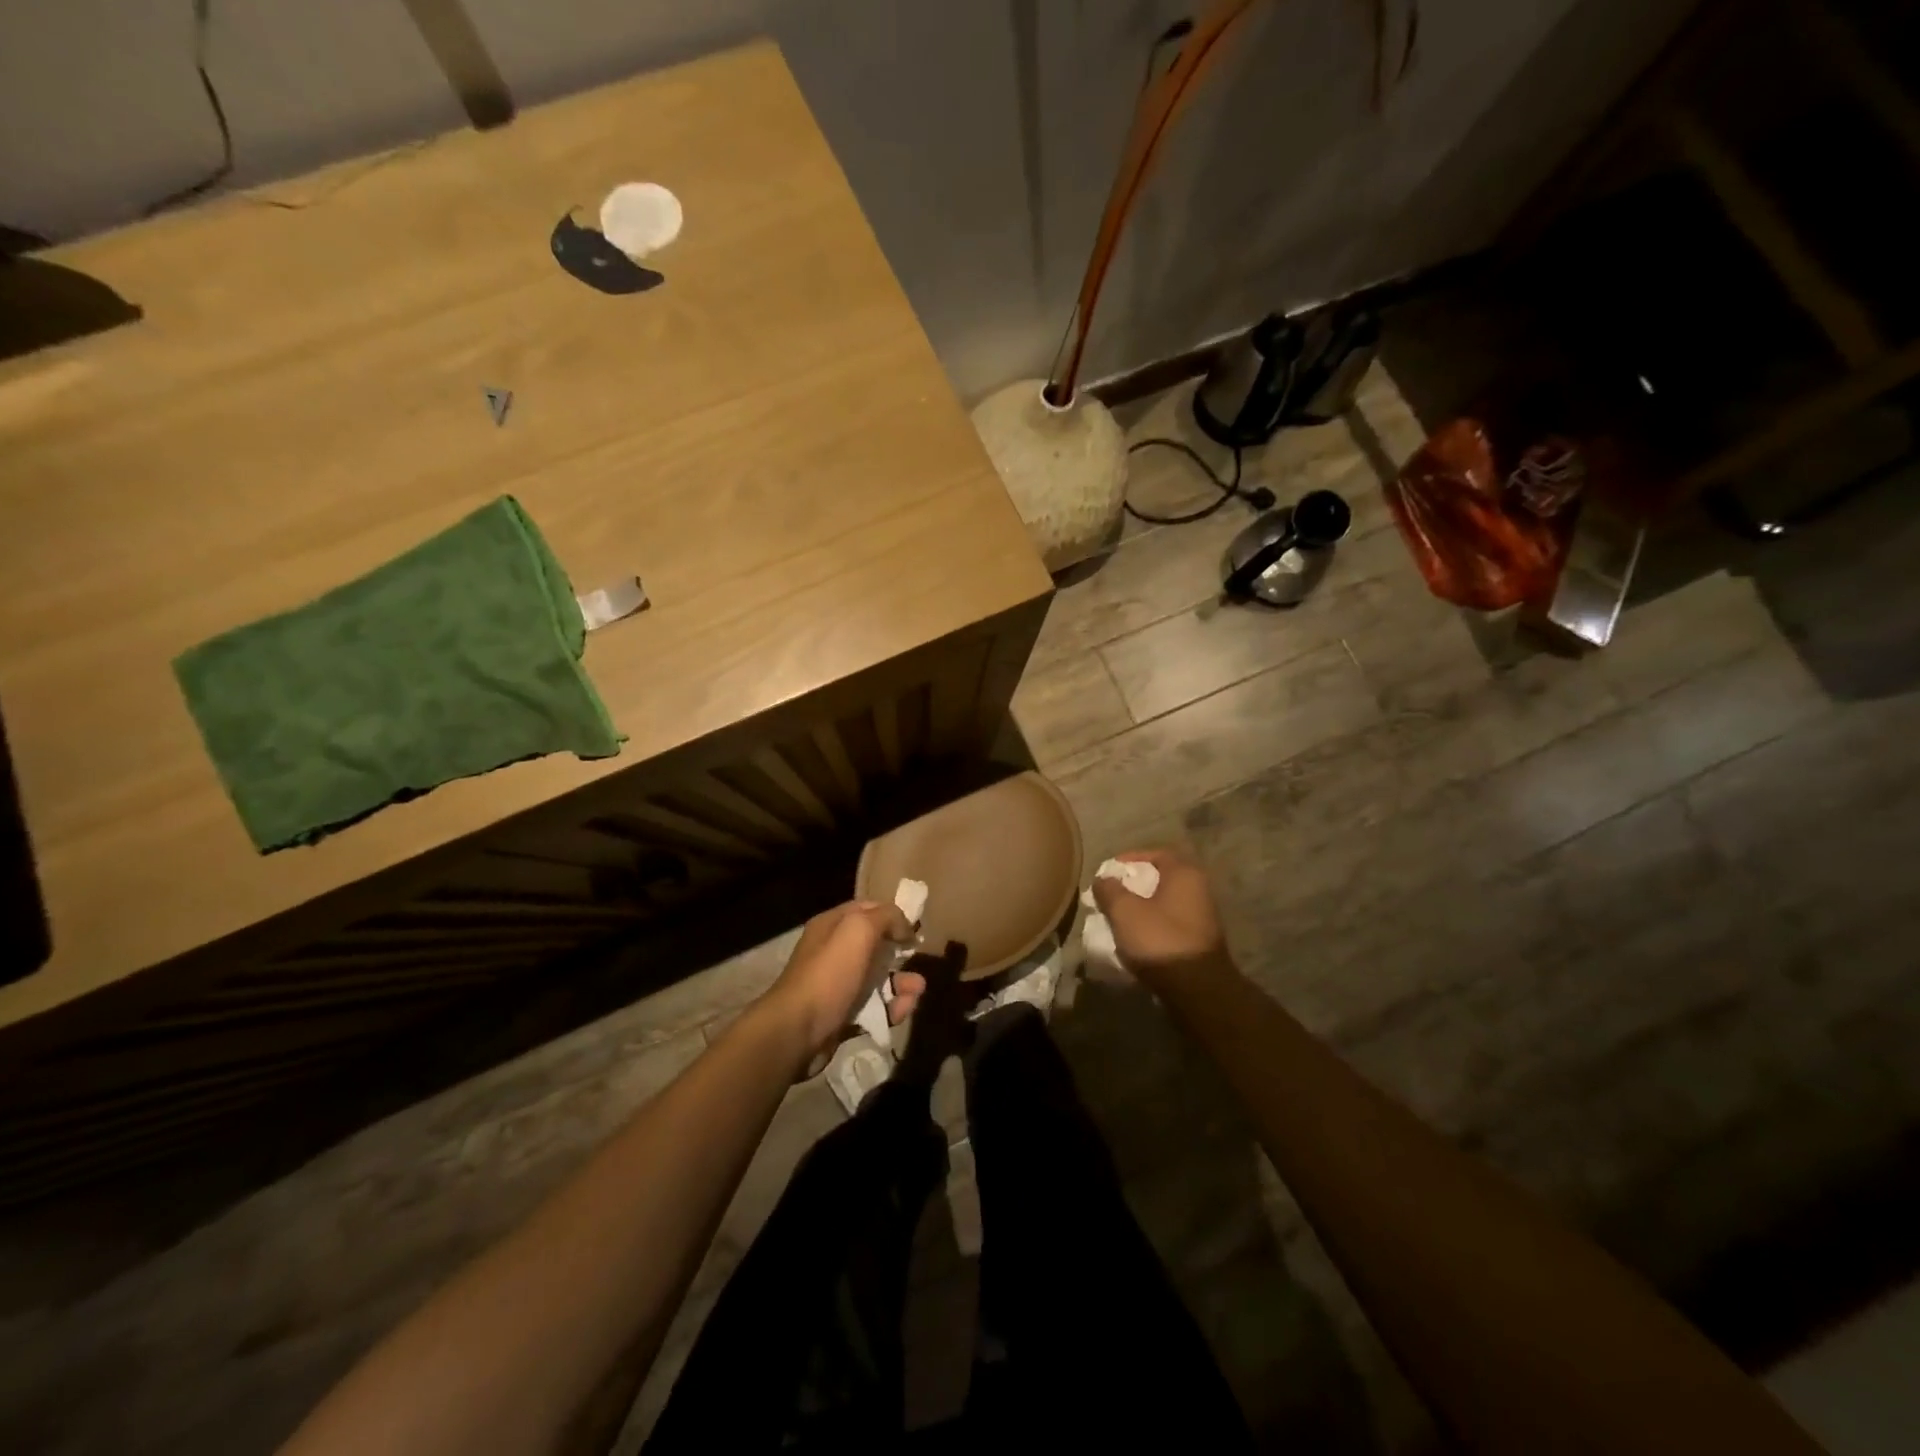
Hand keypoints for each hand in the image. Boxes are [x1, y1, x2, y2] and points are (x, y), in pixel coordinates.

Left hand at [765, 901, 925, 1067]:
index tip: (915, 930)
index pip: (867, 910)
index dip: (892, 916)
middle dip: (899, 952)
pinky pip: (873, 1007)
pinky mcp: (842, 1015)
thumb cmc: (829, 974)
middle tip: (917, 959)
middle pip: (875, 945)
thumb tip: (905, 926)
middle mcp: (832, 952)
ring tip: (917, 991)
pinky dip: (891, 1008)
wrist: (797, 1032)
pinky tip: (903, 1011)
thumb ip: (886, 917)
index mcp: (832, 926)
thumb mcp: (859, 930)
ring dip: (901, 983)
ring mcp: (837, 985)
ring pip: (877, 978)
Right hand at [1090, 848, 1230, 984]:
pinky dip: (1153, 924)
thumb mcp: (1124, 911)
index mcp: (1184, 873)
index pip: (1155, 854)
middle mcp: (1199, 888)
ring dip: (1142, 906)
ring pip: (1165, 902)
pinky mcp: (1200, 939)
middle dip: (1134, 885)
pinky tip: (1137, 937)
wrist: (1197, 990)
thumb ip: (1109, 890)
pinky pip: (1171, 922)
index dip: (1129, 859)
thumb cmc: (1160, 940)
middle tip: (1111, 894)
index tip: (1108, 871)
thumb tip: (1103, 879)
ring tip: (1119, 917)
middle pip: (1160, 878)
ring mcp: (1203, 915)